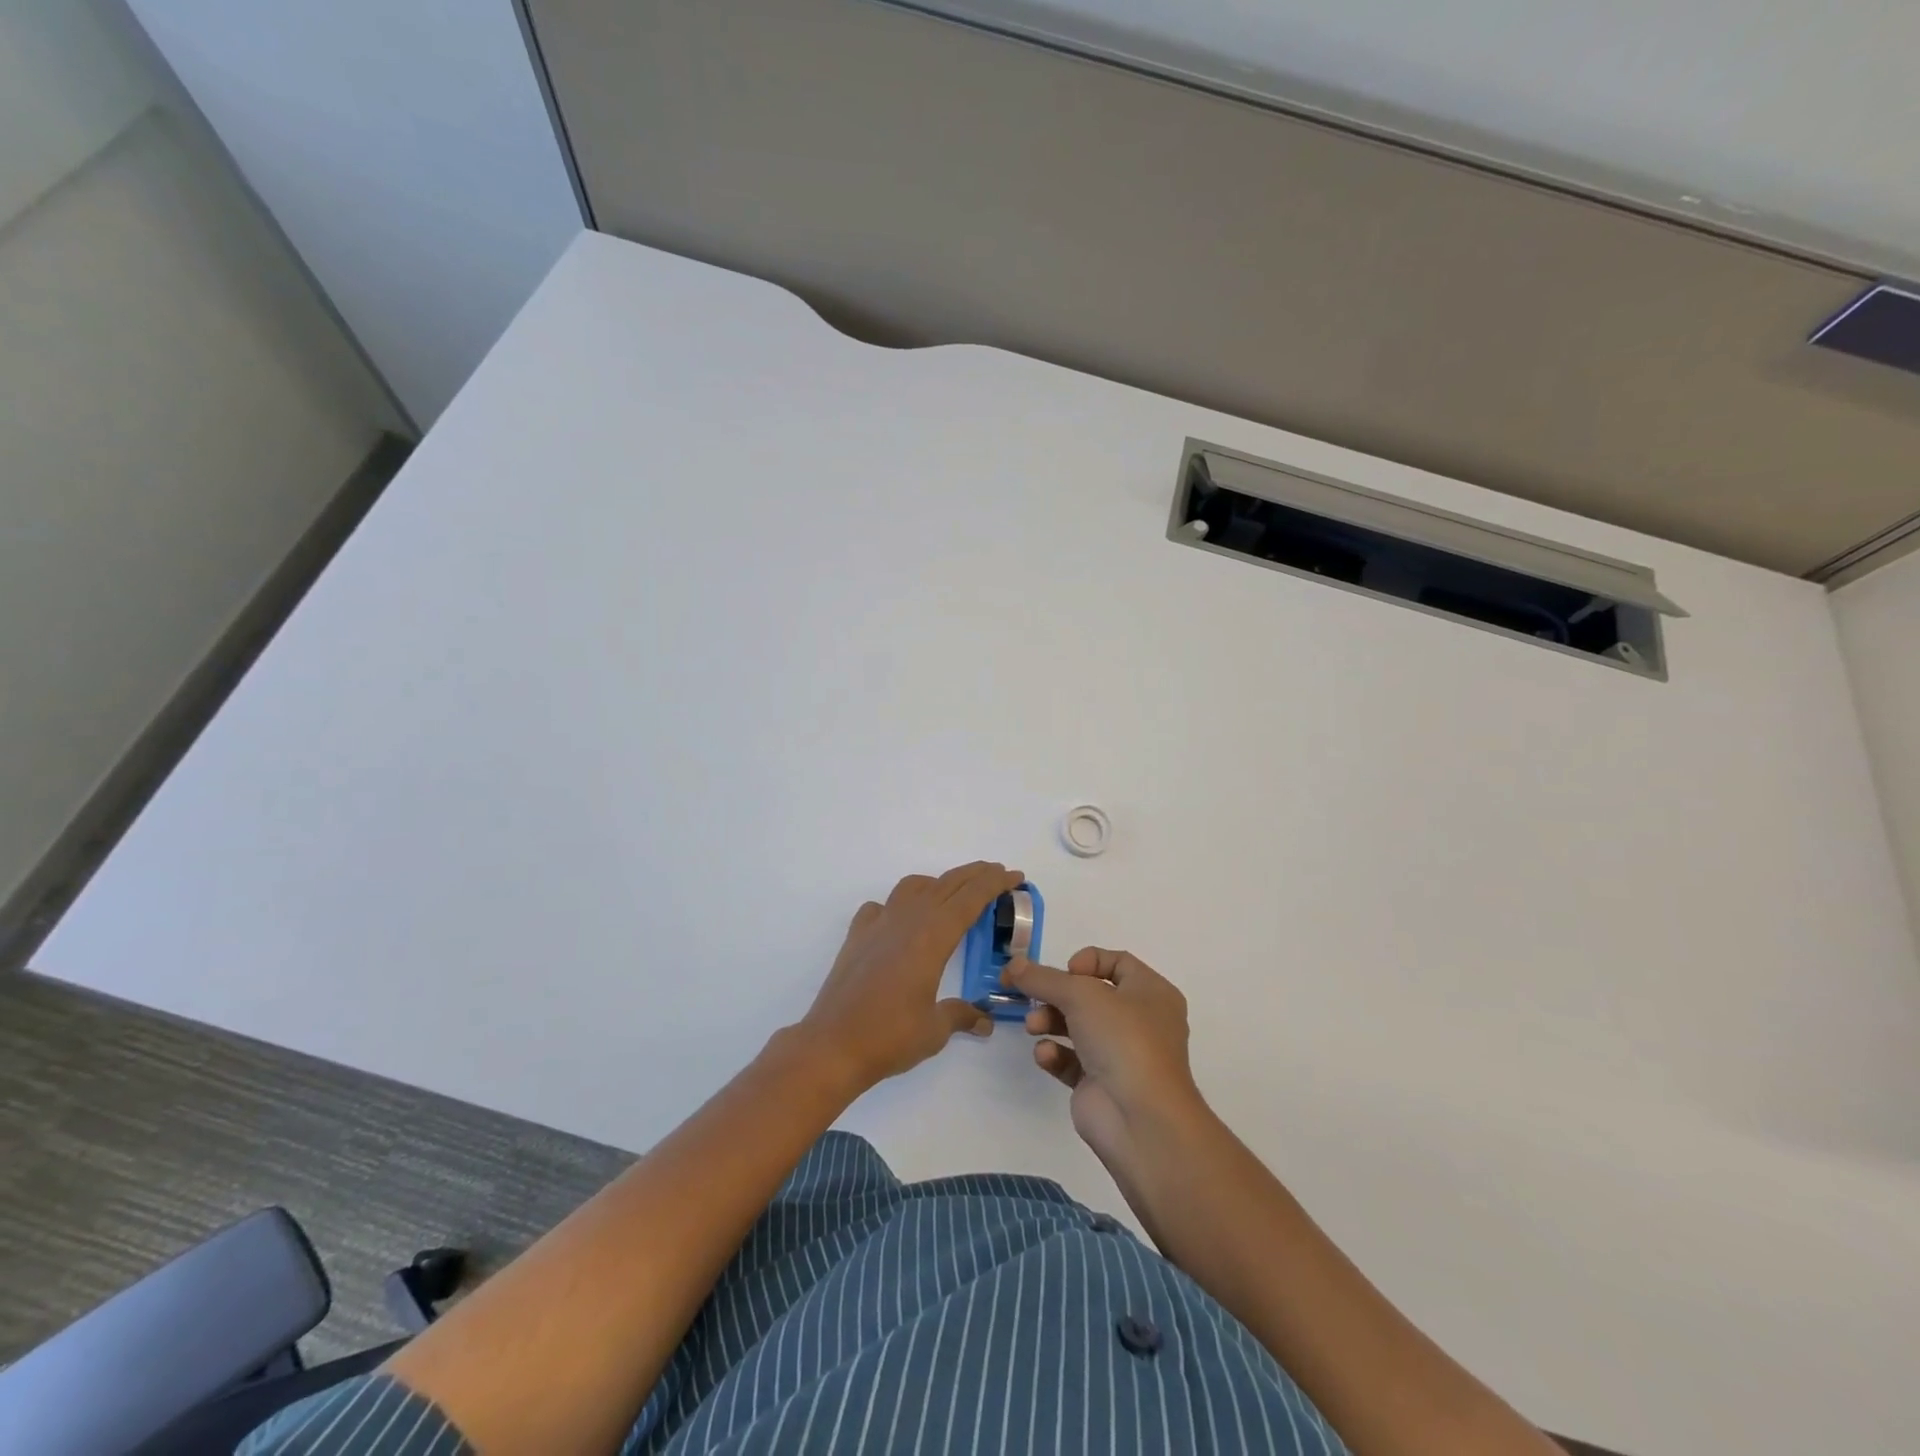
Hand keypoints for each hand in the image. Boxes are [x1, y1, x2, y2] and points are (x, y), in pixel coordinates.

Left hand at [797, 862, 1022, 1093]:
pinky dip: (898, 905)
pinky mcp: (857, 936)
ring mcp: (878, 924)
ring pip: (912, 886)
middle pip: (946, 884)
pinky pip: (881, 907)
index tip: (1014, 876)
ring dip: (938, 883)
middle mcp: (907, 920)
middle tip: (997, 873)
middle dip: (975, 875)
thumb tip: (984, 1021)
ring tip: (952, 894)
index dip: (994, 883)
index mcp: (933, 936)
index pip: (970, 898)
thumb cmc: (890, 1036)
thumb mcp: (935, 1029)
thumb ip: (961, 1016)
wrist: (832, 1045)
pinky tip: (900, 921)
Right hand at [1004, 948, 1205, 1168]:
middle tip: (1032, 997)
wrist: (1141, 1120)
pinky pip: (1071, 1060)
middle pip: (1090, 995)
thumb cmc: (1123, 1040)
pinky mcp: (1100, 1084)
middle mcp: (1139, 1021)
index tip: (1065, 972)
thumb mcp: (1081, 995)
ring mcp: (1120, 1054)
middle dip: (1057, 995)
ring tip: (1034, 1027)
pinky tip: (1046, 1056)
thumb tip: (1013, 964)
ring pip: (1077, 1026)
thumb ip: (1043, 978)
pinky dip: (1055, 1054)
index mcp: (1151, 992)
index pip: (1117, 962)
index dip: (1088, 961)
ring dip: (1050, 1021)